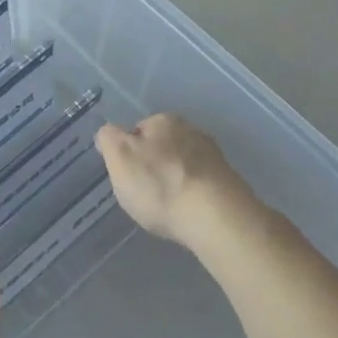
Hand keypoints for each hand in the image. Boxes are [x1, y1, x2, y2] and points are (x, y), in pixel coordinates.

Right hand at [95, 114, 256, 247]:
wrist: (214, 215)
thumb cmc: (159, 185)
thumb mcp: (120, 158)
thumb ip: (109, 139)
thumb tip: (109, 133)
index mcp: (163, 121)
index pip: (137, 130)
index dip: (128, 153)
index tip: (127, 175)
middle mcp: (192, 130)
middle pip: (163, 146)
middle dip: (155, 164)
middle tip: (145, 191)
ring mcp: (214, 156)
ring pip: (184, 164)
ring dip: (175, 178)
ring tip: (167, 205)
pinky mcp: (228, 181)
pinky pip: (201, 184)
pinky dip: (192, 193)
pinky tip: (187, 211)